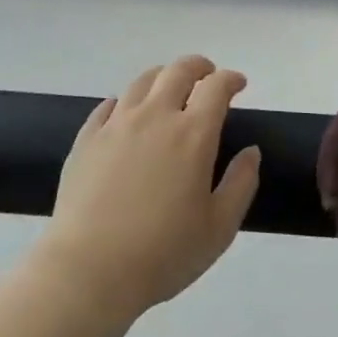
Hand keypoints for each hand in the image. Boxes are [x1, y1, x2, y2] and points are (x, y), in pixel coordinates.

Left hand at [33, 56, 260, 327]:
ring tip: (169, 88)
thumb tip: (251, 152)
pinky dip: (125, 101)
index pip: (216, 87)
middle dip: (198, 67)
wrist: (88, 269)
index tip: (238, 84)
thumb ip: (241, 184)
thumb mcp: (219, 228)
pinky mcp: (86, 139)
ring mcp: (116, 124)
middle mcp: (155, 116)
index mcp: (192, 135)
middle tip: (207, 77)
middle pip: (178, 71)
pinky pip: (107, 105)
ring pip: (142, 81)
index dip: (231, 79)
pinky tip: (126, 113)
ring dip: (163, 77)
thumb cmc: (163, 253)